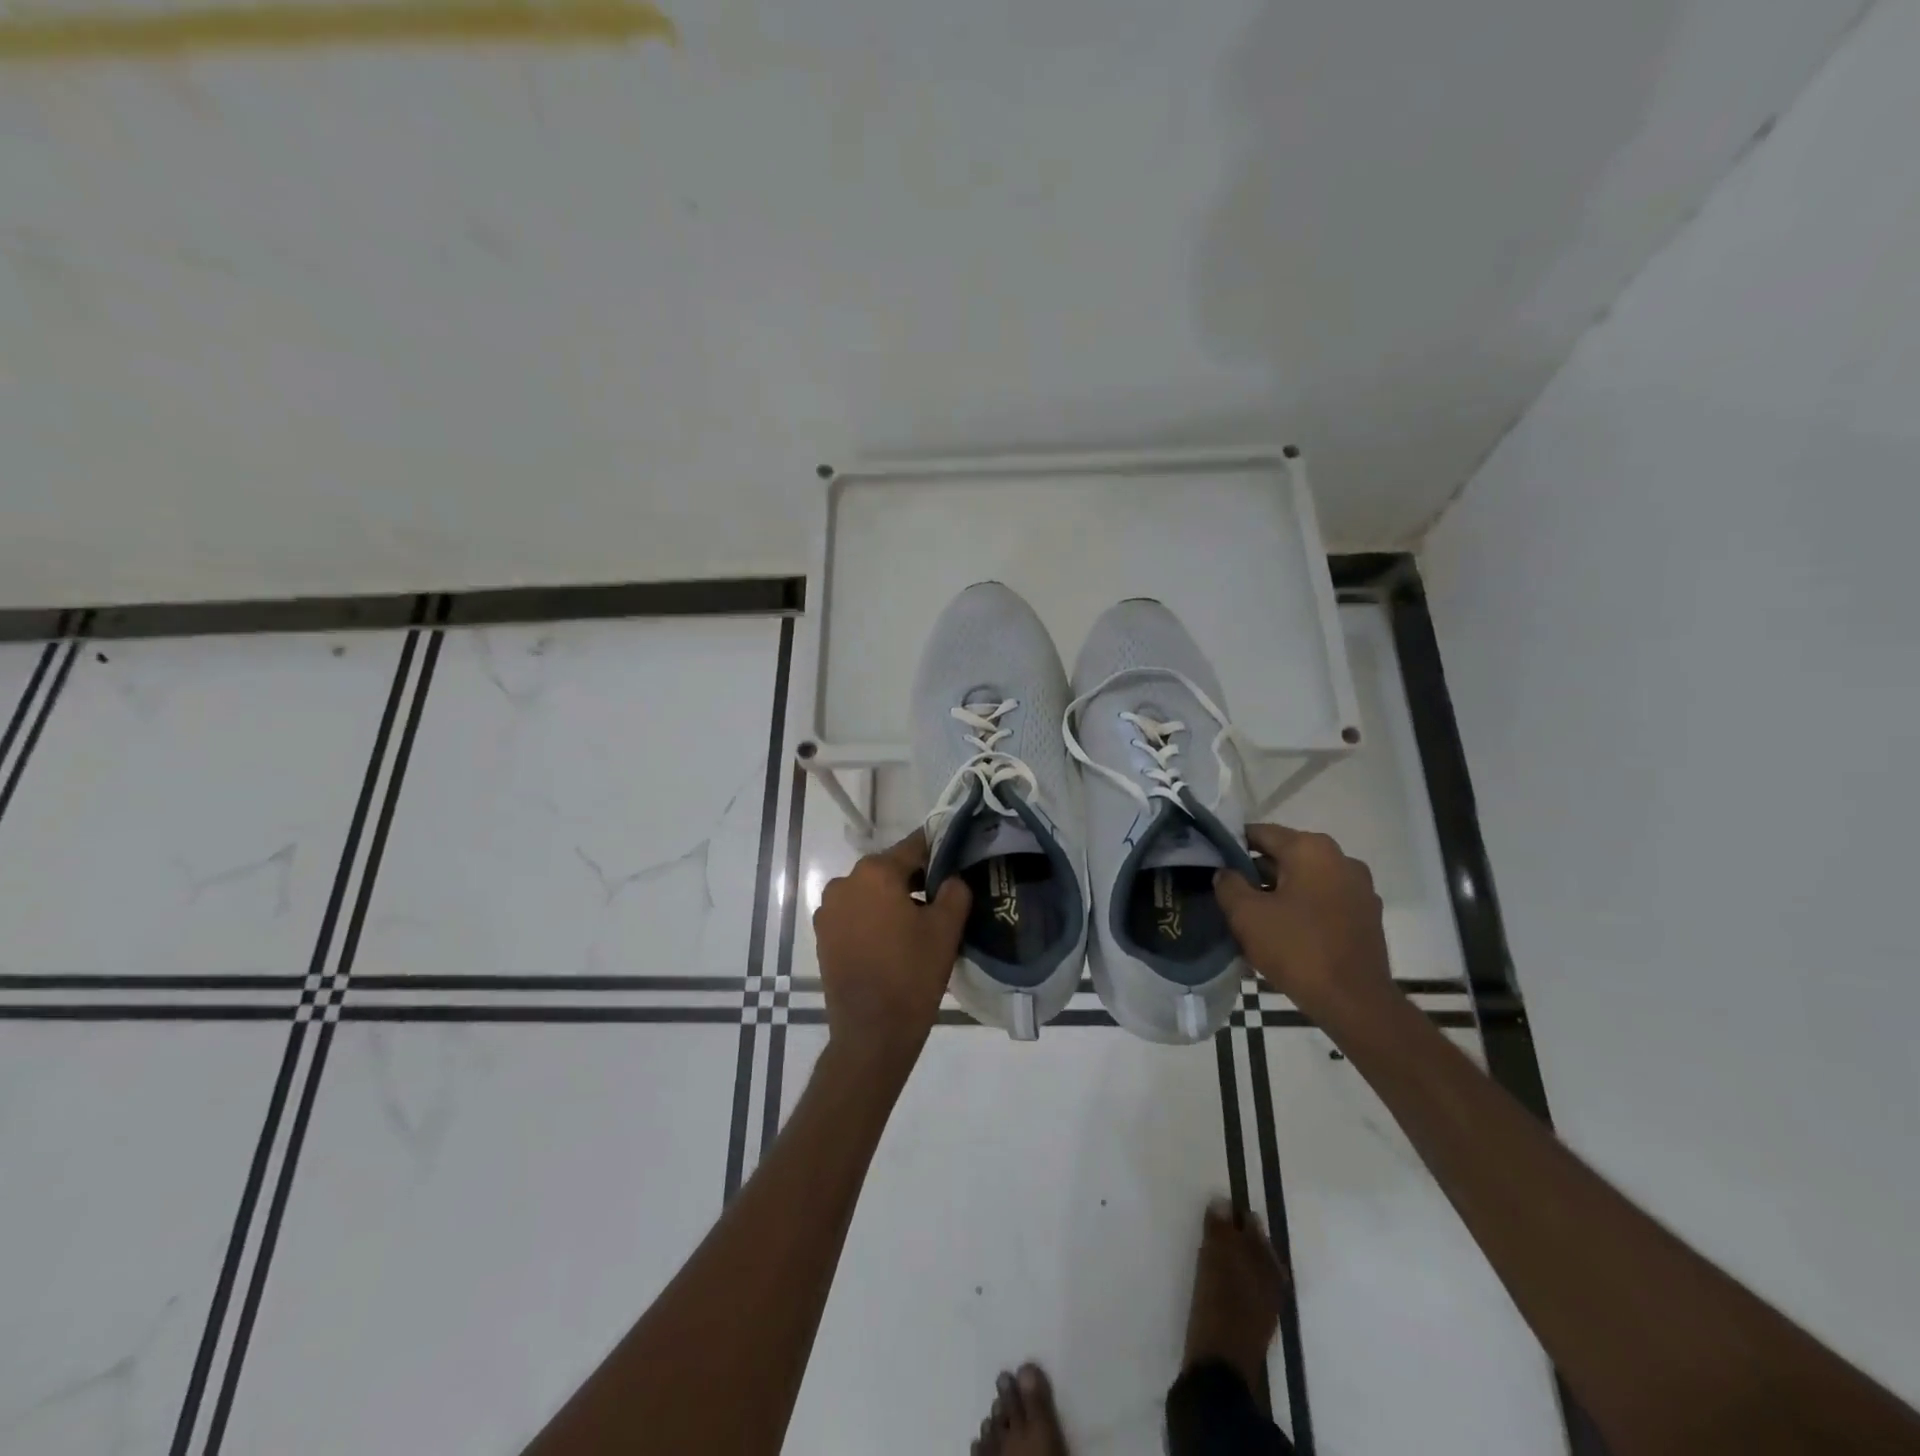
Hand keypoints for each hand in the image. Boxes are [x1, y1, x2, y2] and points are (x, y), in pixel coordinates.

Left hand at [812, 830, 971, 1080]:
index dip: (938, 851)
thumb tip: (952, 878)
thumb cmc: (912, 974)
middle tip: (943, 899)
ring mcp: (829, 910)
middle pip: (889, 869)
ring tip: (918, 925)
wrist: (872, 1033)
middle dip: (915, 880)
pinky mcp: (823, 936)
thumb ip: (955, 891)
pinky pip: (855, 914)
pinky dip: (874, 919)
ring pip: (871, 893)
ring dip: (892, 900)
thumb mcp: (946, 929)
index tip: (957, 860)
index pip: (914, 847)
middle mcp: (845, 882)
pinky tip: (893, 942)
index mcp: (875, 872)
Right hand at [1215, 824, 1393, 1018]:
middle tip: (1230, 894)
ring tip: (1255, 918)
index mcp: (1311, 849)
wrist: (1355, 1002)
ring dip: (1280, 892)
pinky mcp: (1367, 915)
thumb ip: (1228, 884)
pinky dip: (1304, 909)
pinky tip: (1286, 933)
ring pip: (1306, 880)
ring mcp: (1359, 888)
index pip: (1261, 833)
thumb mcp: (1246, 915)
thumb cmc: (1296, 949)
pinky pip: (1325, 901)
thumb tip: (1226, 872)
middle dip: (1257, 873)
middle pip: (1286, 856)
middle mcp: (1341, 859)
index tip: (1214, 863)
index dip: (1232, 845)